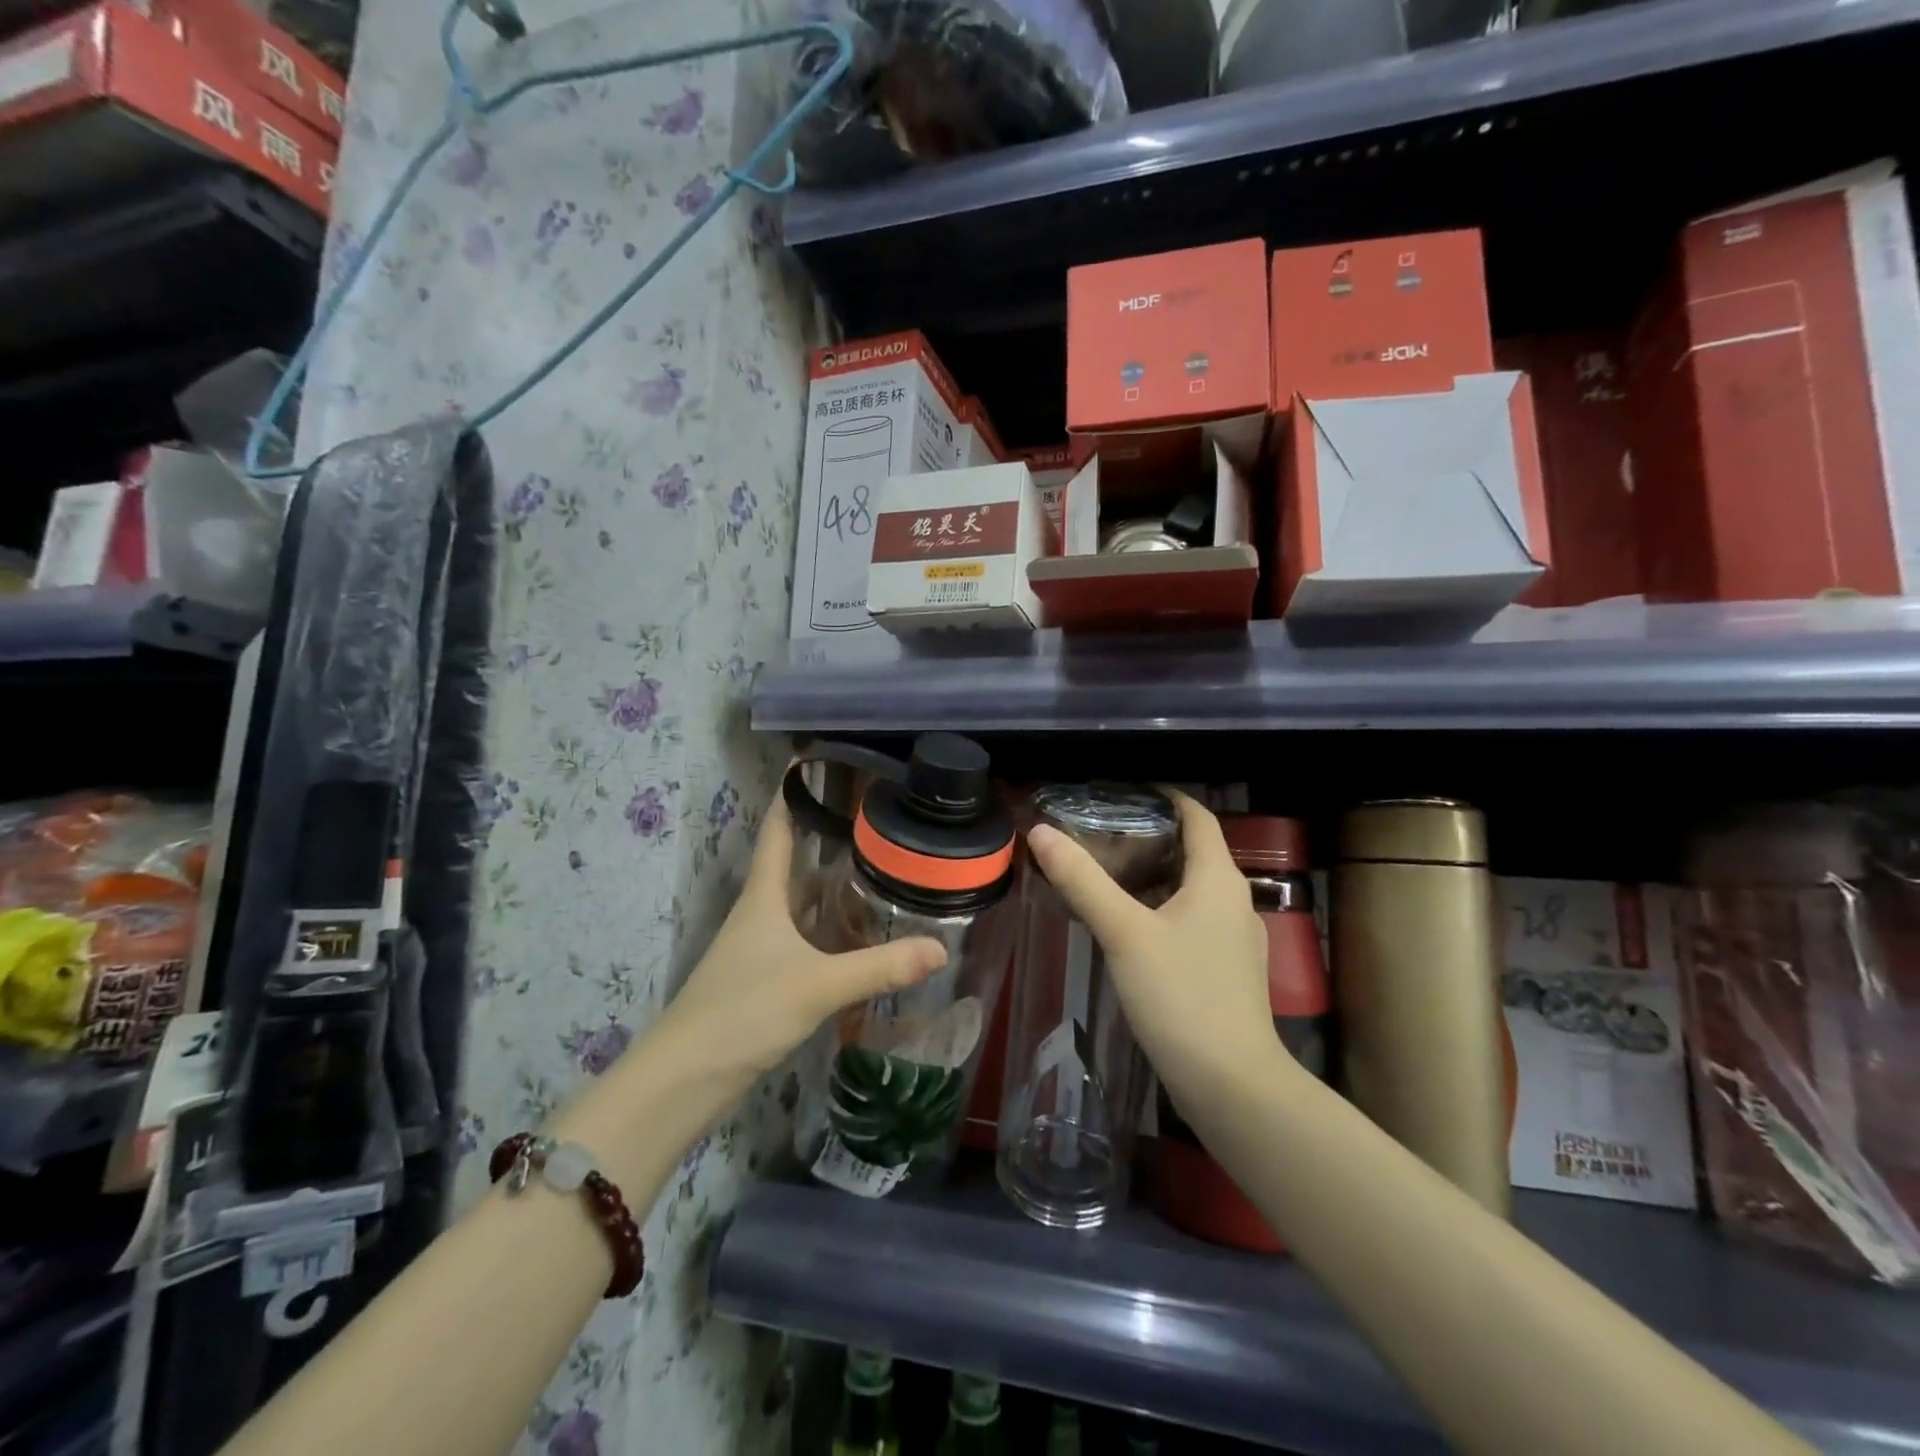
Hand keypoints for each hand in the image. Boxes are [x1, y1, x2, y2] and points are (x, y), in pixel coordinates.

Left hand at [657, 790, 947, 1085]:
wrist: (684, 1080)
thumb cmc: (744, 1011)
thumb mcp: (817, 985)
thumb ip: (879, 967)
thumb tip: (940, 948)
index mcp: (763, 898)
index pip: (777, 831)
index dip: (790, 796)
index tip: (812, 764)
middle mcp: (758, 915)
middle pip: (792, 867)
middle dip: (825, 843)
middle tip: (872, 824)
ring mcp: (757, 950)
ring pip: (798, 907)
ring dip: (829, 891)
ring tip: (875, 874)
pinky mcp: (761, 982)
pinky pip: (801, 942)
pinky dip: (827, 933)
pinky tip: (854, 941)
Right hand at [1026, 790, 1280, 1106]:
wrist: (1232, 1085)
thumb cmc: (1181, 996)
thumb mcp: (1124, 932)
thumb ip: (1082, 880)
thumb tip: (1042, 832)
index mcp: (1218, 879)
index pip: (1198, 817)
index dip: (1166, 797)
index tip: (1125, 792)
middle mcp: (1234, 901)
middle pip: (1193, 852)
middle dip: (1149, 838)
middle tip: (1099, 834)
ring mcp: (1234, 940)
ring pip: (1191, 890)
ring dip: (1153, 877)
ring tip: (1106, 877)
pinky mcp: (1226, 971)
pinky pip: (1192, 922)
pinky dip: (1161, 910)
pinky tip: (1129, 929)